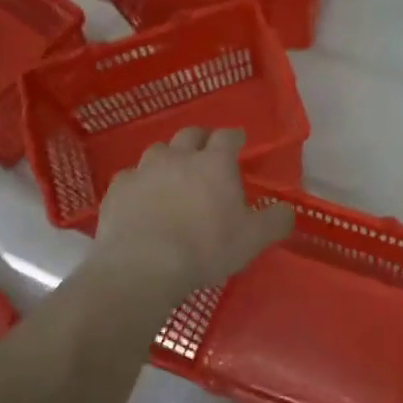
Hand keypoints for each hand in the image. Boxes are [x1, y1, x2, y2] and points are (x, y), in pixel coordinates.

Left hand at [95, 128, 293, 294]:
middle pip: (190, 135)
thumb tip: (286, 210)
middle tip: (206, 153)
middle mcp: (178, 157)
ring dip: (168, 159)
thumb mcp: (253, 239)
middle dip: (200, 140)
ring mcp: (143, 171)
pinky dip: (139, 184)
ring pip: (157, 152)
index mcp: (214, 164)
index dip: (234, 137)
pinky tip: (140, 200)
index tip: (238, 142)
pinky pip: (130, 178)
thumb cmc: (205, 248)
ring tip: (172, 176)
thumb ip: (275, 221)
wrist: (143, 267)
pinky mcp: (117, 190)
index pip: (227, 136)